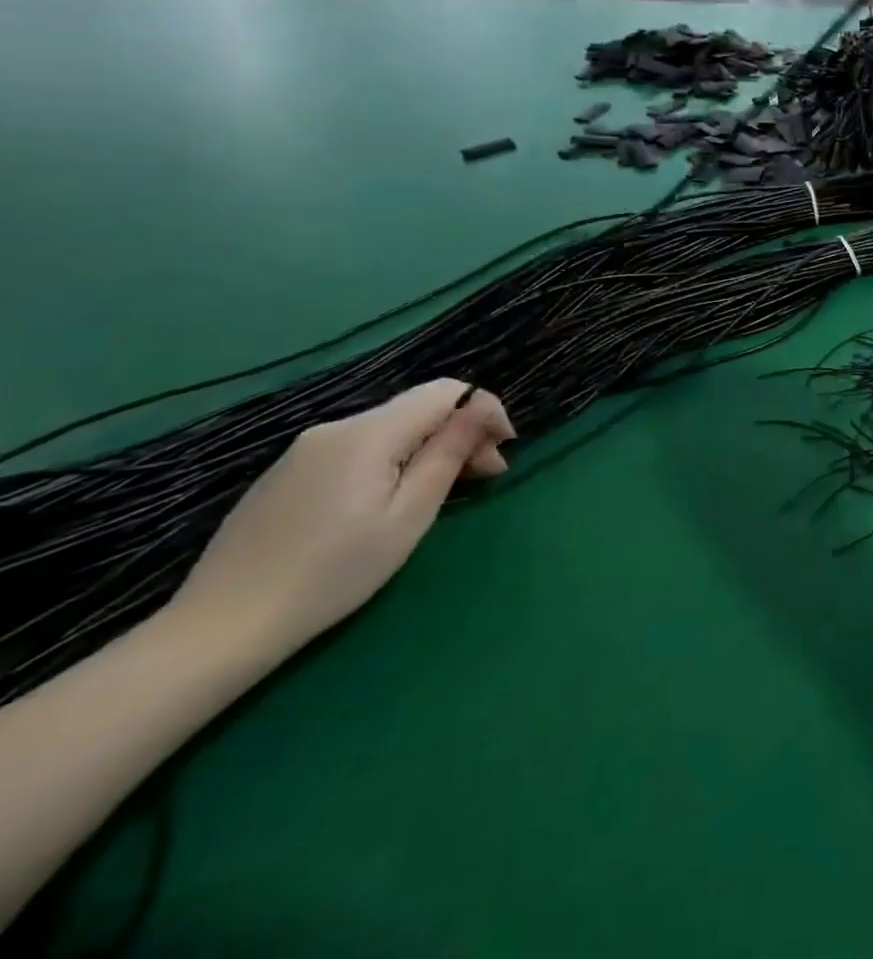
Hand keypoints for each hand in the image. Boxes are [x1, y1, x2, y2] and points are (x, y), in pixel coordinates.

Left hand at [169, 380, 514, 662]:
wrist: (220, 628)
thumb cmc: (333, 573)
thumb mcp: (409, 515)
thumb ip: (447, 453)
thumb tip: (480, 409)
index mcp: (369, 433)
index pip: (446, 392)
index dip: (485, 410)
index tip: (505, 450)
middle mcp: (337, 427)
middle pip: (419, 408)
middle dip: (462, 432)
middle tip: (486, 476)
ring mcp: (306, 450)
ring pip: (391, 428)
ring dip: (430, 447)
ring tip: (447, 490)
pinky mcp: (288, 473)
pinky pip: (359, 448)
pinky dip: (393, 460)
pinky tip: (393, 499)